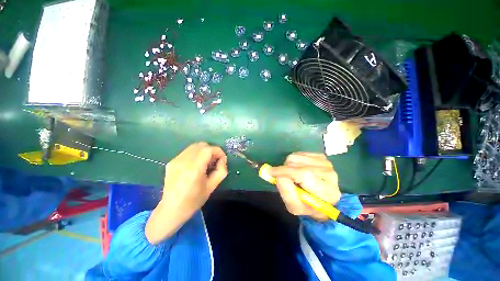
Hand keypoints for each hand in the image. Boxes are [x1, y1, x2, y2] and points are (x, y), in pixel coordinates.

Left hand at [146, 142, 227, 243]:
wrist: (171, 209)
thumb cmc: (194, 200)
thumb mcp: (212, 186)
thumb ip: (222, 170)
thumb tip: (223, 159)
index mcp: (194, 168)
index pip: (209, 149)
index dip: (218, 151)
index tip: (222, 159)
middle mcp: (183, 161)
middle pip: (201, 145)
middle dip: (211, 151)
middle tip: (214, 161)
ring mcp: (176, 160)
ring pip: (194, 147)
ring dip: (203, 152)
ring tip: (205, 163)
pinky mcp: (171, 162)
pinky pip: (187, 152)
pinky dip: (195, 155)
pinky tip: (195, 166)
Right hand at [270, 152, 340, 220]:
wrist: (323, 199)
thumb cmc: (309, 206)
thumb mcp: (296, 207)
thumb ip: (287, 194)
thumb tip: (278, 176)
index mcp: (326, 191)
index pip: (303, 174)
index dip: (284, 171)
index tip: (269, 172)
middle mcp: (329, 174)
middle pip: (297, 164)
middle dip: (284, 170)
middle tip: (283, 178)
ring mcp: (325, 162)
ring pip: (295, 157)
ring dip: (288, 165)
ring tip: (292, 175)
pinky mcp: (321, 156)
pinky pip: (298, 154)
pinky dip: (293, 161)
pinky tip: (298, 169)